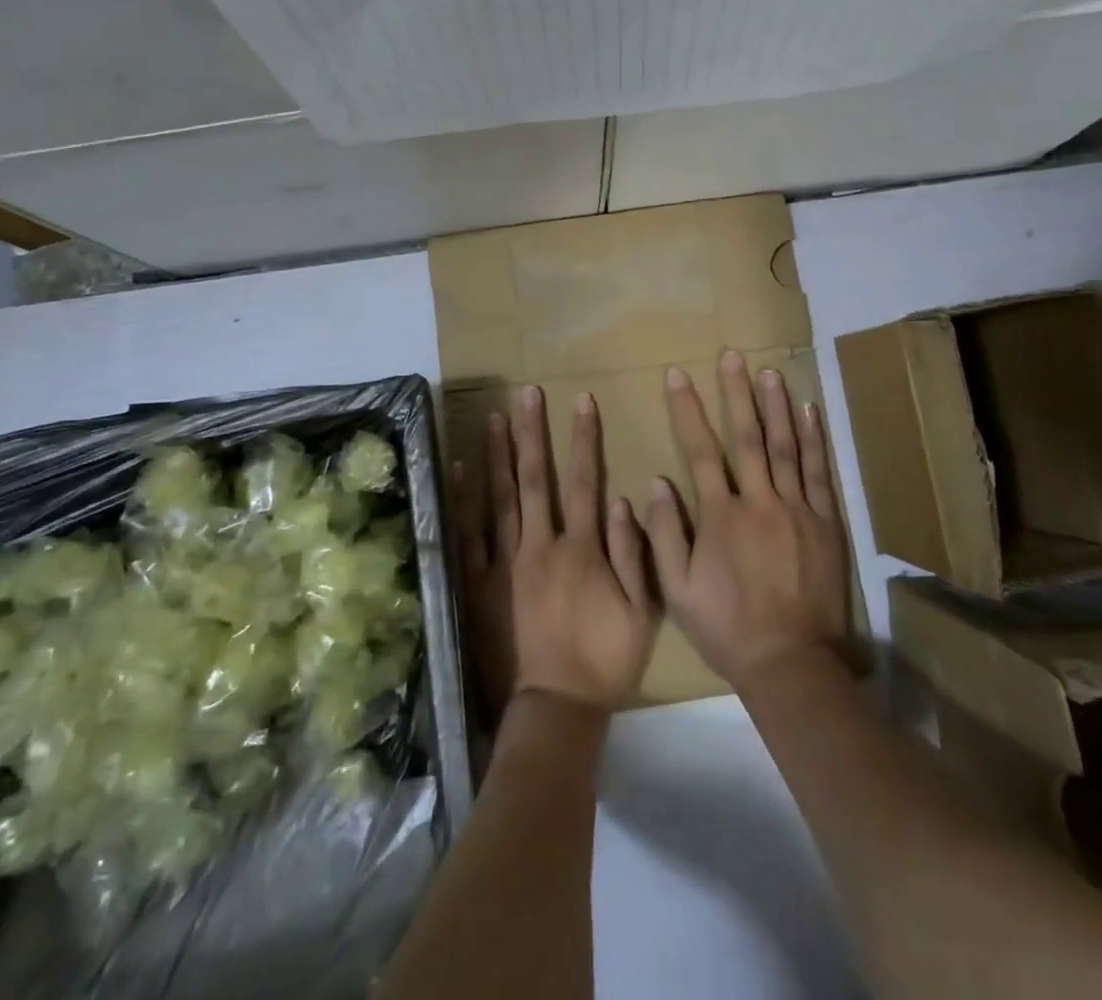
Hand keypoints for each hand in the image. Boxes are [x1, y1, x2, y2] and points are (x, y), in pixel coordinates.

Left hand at [451, 386, 656, 716]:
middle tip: (526, 394)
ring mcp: (504, 563)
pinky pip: (468, 535)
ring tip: (493, 417)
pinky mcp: (477, 583)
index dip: (584, 439)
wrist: (554, 709)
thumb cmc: (604, 662)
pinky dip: (463, 500)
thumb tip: (621, 498)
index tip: (581, 401)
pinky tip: (459, 469)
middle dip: (532, 433)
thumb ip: (633, 554)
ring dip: (497, 455)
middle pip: (535, 479)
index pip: (584, 481)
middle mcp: (540, 545)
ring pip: (499, 498)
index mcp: (581, 550)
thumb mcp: (642, 613)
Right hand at [639, 350, 848, 693]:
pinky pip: (818, 473)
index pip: (700, 451)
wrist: (791, 663)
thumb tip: (659, 482)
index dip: (687, 410)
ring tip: (770, 371)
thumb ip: (666, 533)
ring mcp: (797, 510)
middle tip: (733, 355)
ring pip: (786, 447)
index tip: (677, 375)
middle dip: (737, 393)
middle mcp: (760, 502)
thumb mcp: (678, 590)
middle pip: (747, 437)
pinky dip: (814, 439)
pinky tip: (809, 412)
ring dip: (777, 406)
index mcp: (721, 516)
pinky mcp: (825, 523)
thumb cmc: (727, 627)